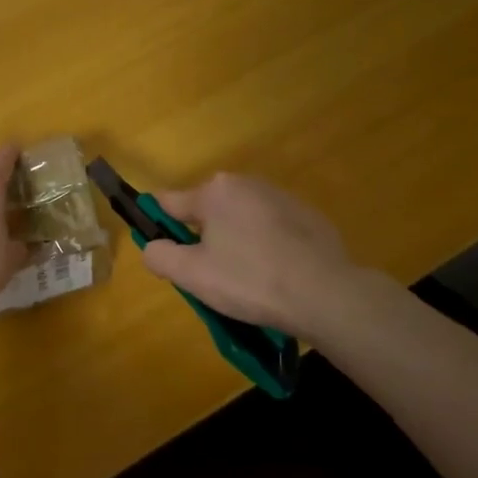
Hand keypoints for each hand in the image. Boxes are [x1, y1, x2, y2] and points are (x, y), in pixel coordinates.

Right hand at [139, 172, 365, 334]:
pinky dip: (267, 248)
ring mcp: (282, 198)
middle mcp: (247, 183)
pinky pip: (272, 230)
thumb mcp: (192, 275)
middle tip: (210, 276)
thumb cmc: (249, 280)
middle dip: (203, 239)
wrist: (325, 294)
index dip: (159, 227)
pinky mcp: (309, 217)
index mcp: (215, 191)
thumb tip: (152, 246)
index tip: (164, 253)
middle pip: (208, 211)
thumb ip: (160, 256)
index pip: (169, 203)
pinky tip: (276, 277)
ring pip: (241, 221)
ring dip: (236, 243)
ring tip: (247, 281)